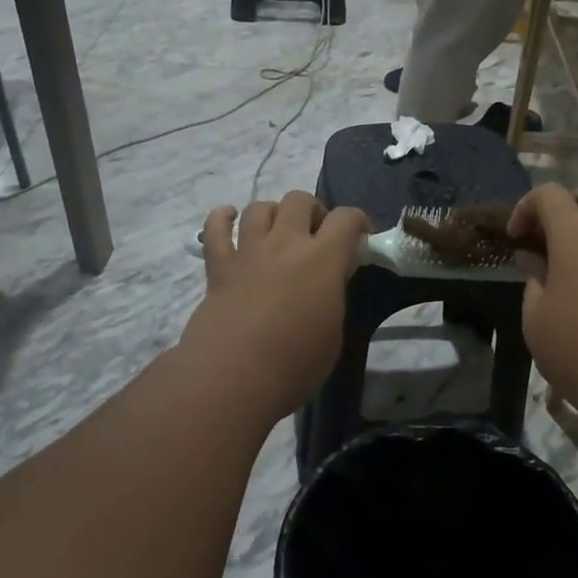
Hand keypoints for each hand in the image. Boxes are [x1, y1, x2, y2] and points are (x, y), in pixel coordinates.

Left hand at [180, 192, 370, 421]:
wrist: (234, 377)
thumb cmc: (295, 364)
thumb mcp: (333, 332)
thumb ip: (332, 297)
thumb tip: (327, 283)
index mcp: (322, 260)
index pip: (346, 218)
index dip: (358, 221)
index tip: (362, 237)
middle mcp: (285, 244)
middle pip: (299, 200)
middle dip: (313, 210)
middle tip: (317, 235)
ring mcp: (248, 253)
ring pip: (259, 208)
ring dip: (273, 213)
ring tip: (278, 232)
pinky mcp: (218, 268)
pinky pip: (214, 230)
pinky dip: (222, 218)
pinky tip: (228, 218)